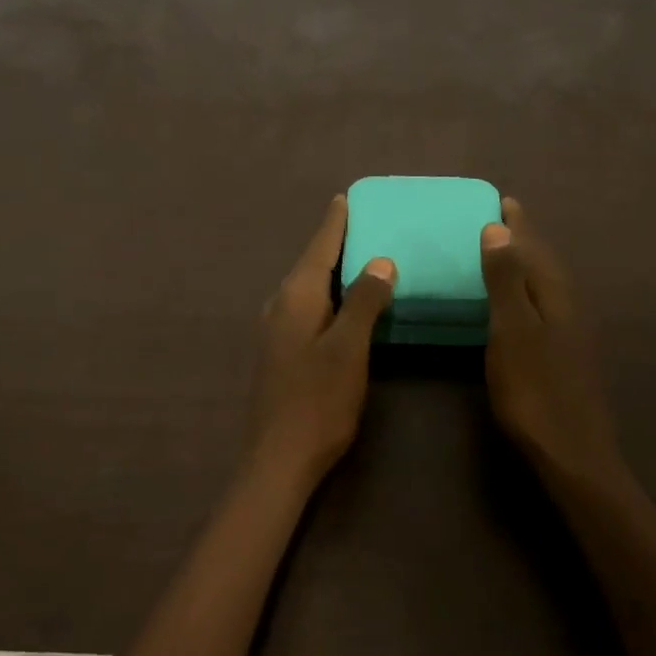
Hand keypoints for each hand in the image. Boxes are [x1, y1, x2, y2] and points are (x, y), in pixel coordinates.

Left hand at [248, 195, 396, 491]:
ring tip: (358, 257)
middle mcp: (281, 305)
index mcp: (297, 297)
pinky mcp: (281, 351)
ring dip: (331, 270)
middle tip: (361, 223)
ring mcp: (276, 330)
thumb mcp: (349, 348)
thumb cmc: (318, 400)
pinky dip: (327, 295)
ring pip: (308, 287)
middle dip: (333, 242)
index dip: (335, 223)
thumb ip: (364, 301)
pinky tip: (343, 304)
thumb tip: (379, 260)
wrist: (279, 458)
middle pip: (311, 264)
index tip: (345, 198)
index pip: (319, 248)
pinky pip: (307, 307)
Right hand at [480, 197, 622, 483]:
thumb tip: (499, 229)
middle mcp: (570, 308)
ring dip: (528, 267)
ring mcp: (573, 335)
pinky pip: (546, 308)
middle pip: (546, 264)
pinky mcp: (568, 357)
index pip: (536, 248)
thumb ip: (506, 280)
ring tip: (507, 256)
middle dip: (525, 241)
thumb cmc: (534, 390)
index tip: (503, 200)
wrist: (573, 455)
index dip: (519, 225)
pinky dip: (529, 294)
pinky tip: (519, 307)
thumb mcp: (512, 331)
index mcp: (556, 296)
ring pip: (548, 287)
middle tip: (502, 222)